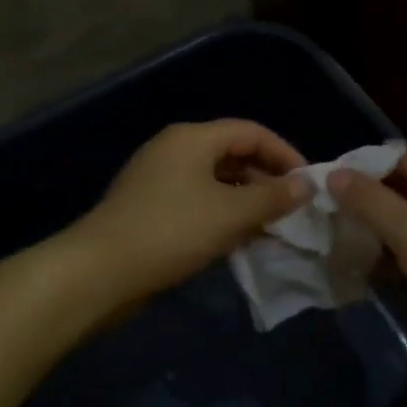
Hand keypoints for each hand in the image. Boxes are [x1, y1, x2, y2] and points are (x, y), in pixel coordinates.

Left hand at [74, 121, 311, 300]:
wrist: (99, 273)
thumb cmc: (171, 232)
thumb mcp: (231, 214)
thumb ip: (273, 197)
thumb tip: (307, 185)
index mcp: (193, 139)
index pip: (252, 132)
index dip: (285, 154)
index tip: (308, 184)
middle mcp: (175, 151)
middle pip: (234, 154)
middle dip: (267, 180)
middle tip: (293, 209)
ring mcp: (159, 180)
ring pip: (217, 182)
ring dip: (247, 201)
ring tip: (272, 227)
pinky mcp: (151, 208)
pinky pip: (199, 202)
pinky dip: (224, 215)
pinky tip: (239, 240)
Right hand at [328, 144, 406, 351]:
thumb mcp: (406, 228)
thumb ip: (368, 200)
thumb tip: (335, 173)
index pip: (398, 153)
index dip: (364, 163)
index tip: (330, 184)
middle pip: (406, 185)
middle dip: (370, 199)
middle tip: (333, 217)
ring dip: (384, 229)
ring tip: (347, 245)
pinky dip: (402, 253)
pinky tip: (379, 271)